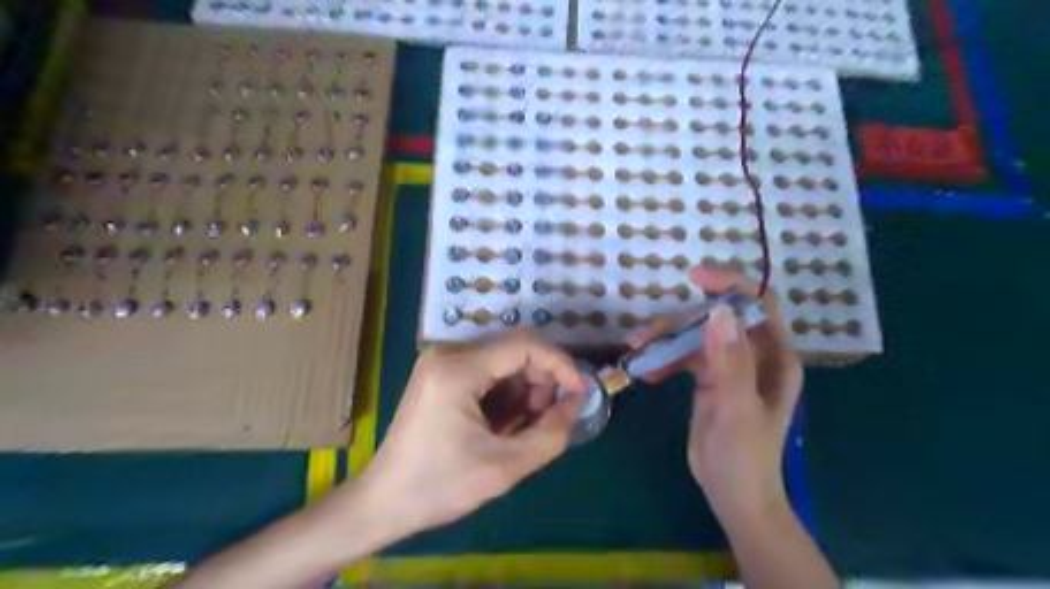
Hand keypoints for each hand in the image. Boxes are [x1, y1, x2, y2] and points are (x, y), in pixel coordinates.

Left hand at [357, 328, 586, 541]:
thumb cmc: (439, 487)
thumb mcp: (504, 467)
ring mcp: (441, 360)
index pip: (524, 345)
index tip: (578, 392)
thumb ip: (551, 432)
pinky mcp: (440, 371)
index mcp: (458, 369)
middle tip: (546, 418)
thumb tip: (576, 400)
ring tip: (521, 426)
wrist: (383, 501)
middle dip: (540, 380)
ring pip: (503, 359)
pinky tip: (501, 422)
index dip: (559, 364)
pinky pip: (487, 369)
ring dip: (523, 387)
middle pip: (514, 349)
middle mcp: (448, 353)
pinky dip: (505, 391)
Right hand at [621, 267, 805, 523]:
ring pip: (695, 336)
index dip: (730, 284)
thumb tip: (719, 311)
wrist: (733, 494)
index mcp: (773, 357)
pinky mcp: (708, 379)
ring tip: (636, 351)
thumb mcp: (737, 408)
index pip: (757, 304)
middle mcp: (753, 354)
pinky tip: (647, 372)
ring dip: (665, 340)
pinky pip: (684, 357)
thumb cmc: (745, 455)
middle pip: (715, 319)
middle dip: (680, 322)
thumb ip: (730, 361)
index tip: (695, 277)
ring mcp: (729, 366)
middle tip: (644, 336)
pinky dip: (664, 359)